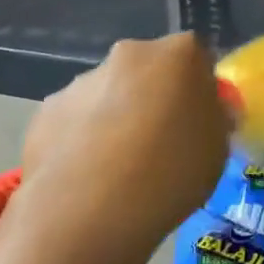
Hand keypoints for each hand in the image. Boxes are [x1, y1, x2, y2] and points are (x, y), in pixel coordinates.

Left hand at [20, 33, 230, 244]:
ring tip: (119, 172)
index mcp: (178, 54)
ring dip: (116, 120)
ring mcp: (81, 82)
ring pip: (108, 96)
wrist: (90, 209)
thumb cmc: (172, 171)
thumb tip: (205, 113)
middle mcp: (128, 55)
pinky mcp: (45, 112)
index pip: (196, 58)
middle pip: (148, 72)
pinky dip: (82, 142)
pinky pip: (75, 122)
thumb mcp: (218, 150)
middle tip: (161, 145)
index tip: (198, 122)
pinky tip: (87, 180)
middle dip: (154, 99)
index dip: (199, 90)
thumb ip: (213, 120)